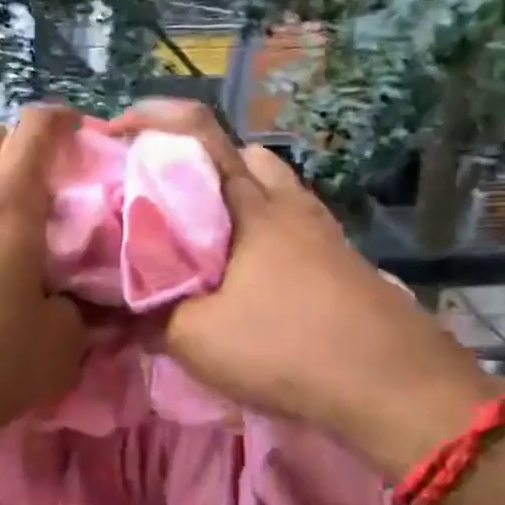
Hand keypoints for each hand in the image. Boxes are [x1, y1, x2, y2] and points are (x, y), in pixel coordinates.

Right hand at [105, 103, 495, 478]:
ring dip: (232, 204)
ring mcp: (322, 231)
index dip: (151, 118)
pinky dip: (260, 238)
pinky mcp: (341, 262)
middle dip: (197, 165)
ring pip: (270, 192)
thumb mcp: (194, 338)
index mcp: (248, 204)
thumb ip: (149, 316)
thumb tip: (120, 309)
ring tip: (201, 247)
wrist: (391, 386)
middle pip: (241, 155)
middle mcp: (288, 203)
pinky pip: (290, 228)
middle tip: (164, 202)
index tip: (113, 134)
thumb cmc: (284, 347)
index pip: (198, 130)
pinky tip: (245, 282)